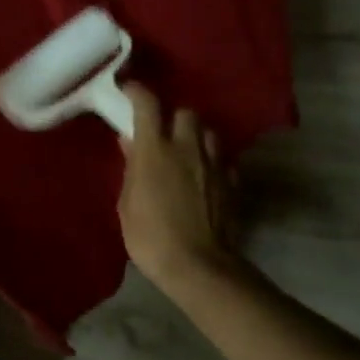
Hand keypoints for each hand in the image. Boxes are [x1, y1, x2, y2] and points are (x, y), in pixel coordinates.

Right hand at [117, 84, 244, 299]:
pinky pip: (224, 161)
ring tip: (187, 153)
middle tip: (163, 134)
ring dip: (197, 138)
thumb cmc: (150, 236)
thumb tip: (130, 143)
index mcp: (155, 149)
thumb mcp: (126, 204)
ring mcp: (214, 164)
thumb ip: (131, 169)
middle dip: (174, 118)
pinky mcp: (233, 183)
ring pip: (209, 134)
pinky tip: (205, 178)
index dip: (137, 92)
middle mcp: (187, 147)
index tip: (129, 92)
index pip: (147, 104)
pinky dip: (213, 163)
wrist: (199, 268)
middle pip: (185, 113)